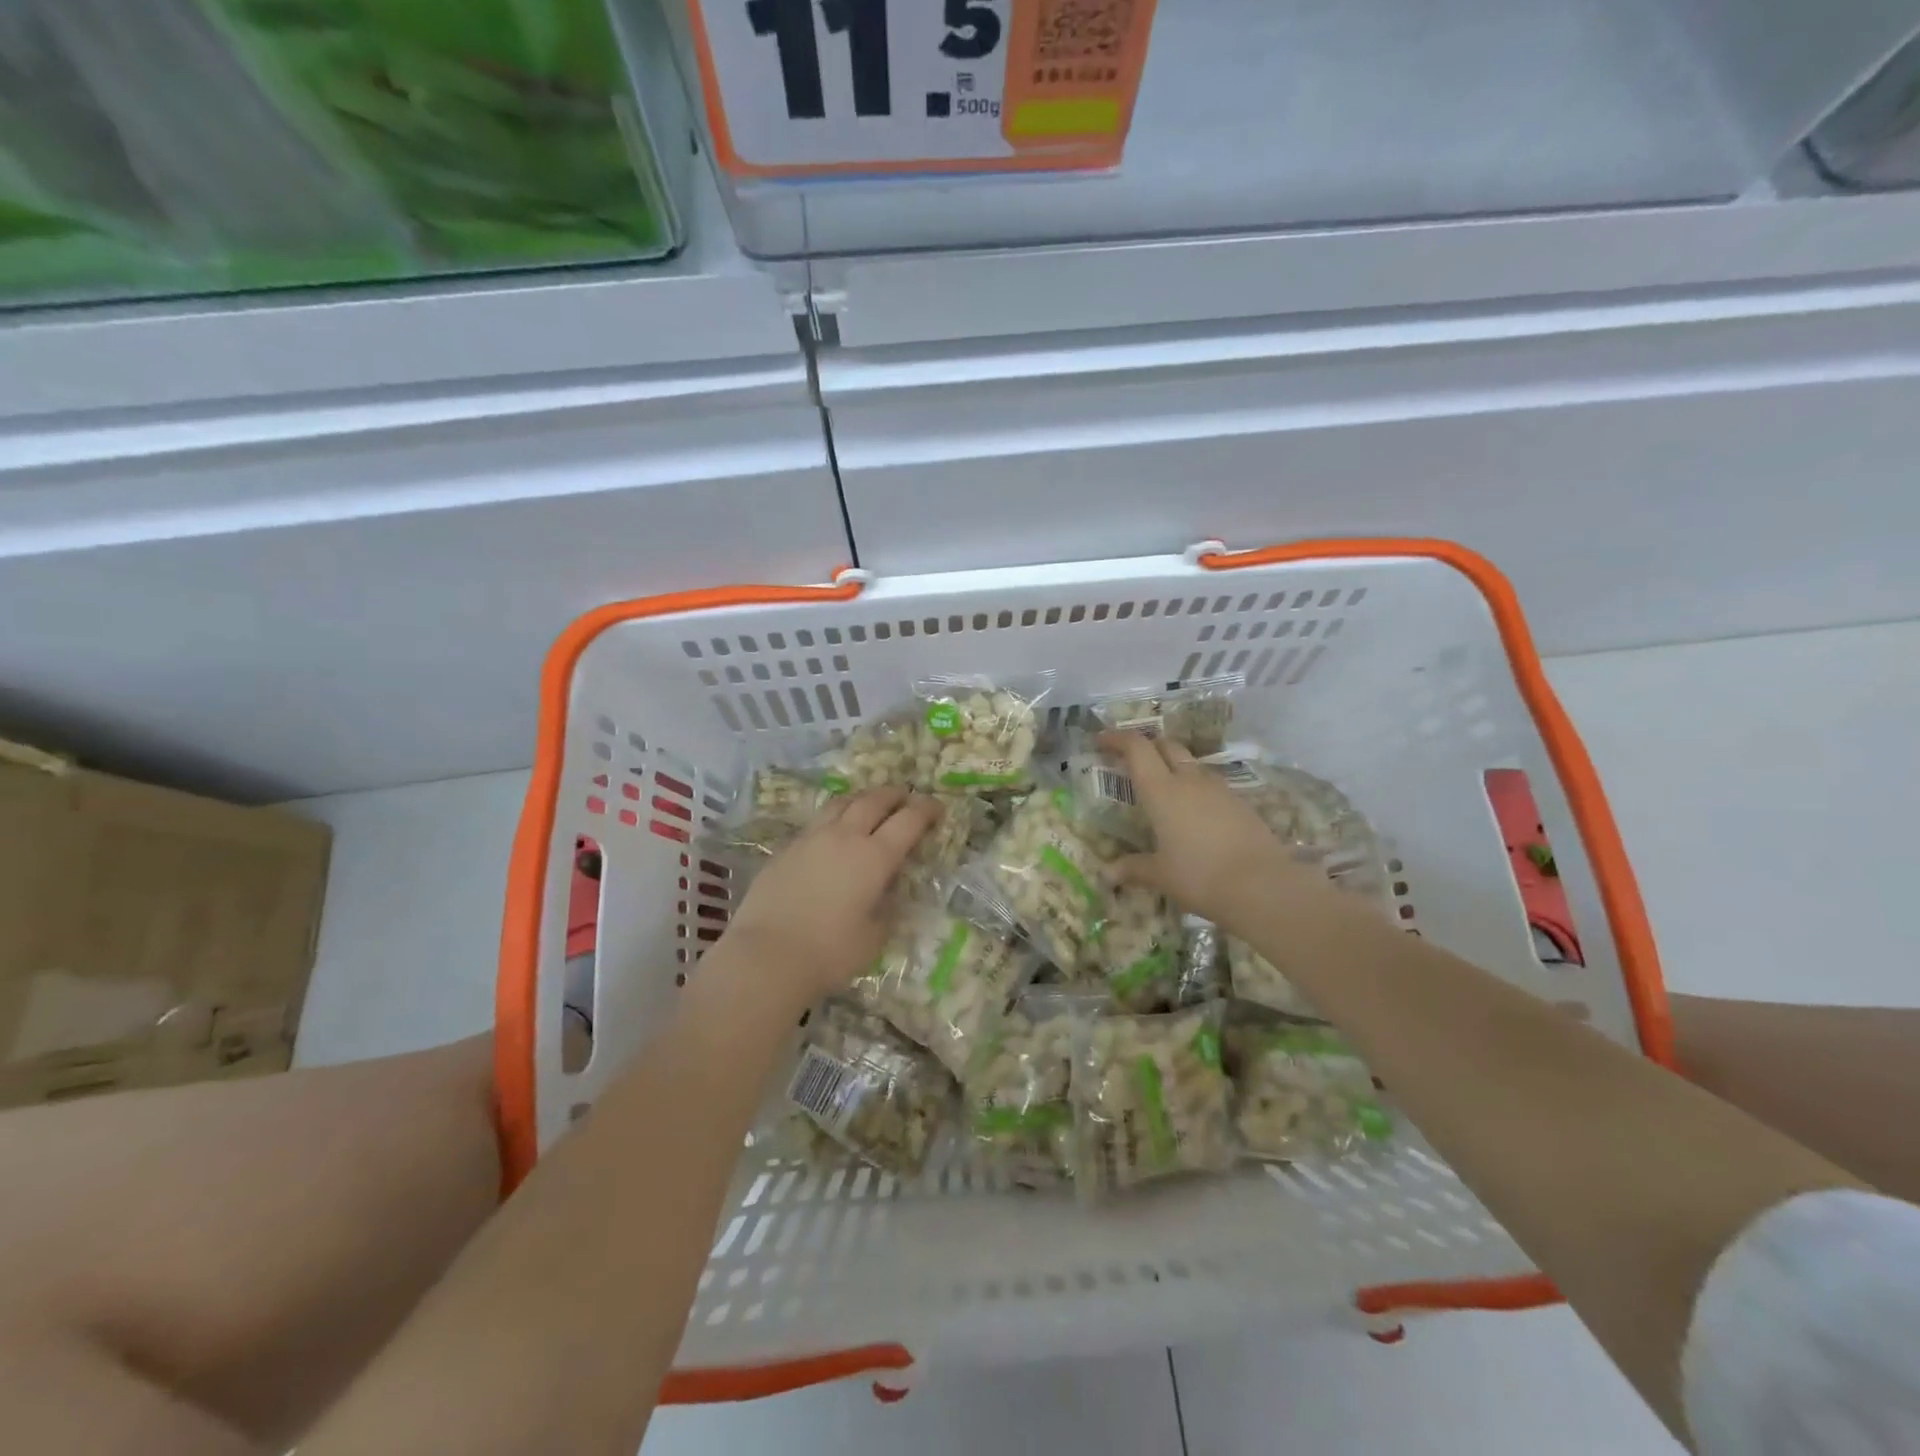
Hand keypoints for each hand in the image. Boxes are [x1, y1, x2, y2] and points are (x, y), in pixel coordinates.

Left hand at [723, 788, 942, 1005]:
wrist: (766, 956)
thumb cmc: (829, 952)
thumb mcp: (874, 936)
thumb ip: (886, 906)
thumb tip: (888, 888)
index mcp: (875, 857)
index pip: (909, 820)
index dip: (926, 810)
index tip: (937, 809)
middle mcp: (845, 837)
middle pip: (874, 800)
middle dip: (896, 795)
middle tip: (907, 798)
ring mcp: (812, 838)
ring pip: (842, 802)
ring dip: (863, 798)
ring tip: (870, 805)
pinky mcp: (787, 848)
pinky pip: (818, 821)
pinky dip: (835, 817)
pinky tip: (834, 832)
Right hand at [1098, 732, 1322, 931]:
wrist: (1262, 885)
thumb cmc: (1199, 876)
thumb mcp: (1161, 875)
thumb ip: (1133, 869)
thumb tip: (1108, 874)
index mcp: (1161, 791)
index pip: (1137, 748)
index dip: (1117, 739)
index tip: (1101, 740)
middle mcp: (1189, 781)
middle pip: (1166, 746)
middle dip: (1147, 747)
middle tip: (1131, 760)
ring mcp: (1219, 789)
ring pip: (1190, 764)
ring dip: (1173, 766)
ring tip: (1162, 789)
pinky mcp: (1240, 803)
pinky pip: (1210, 785)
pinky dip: (1195, 788)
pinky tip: (1193, 813)